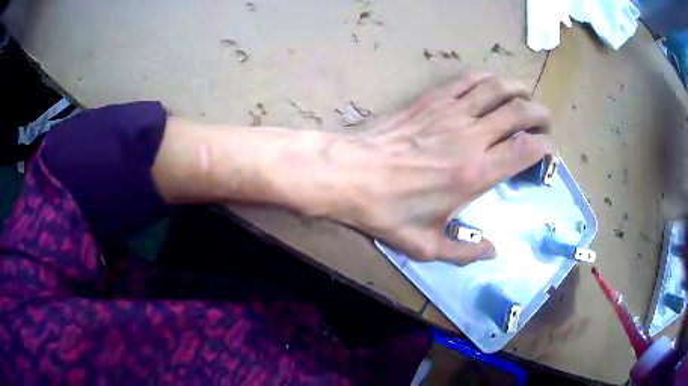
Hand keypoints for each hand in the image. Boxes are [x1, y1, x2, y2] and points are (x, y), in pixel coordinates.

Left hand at [317, 72, 552, 264]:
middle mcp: (471, 136)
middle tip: (545, 121)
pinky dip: (485, 78)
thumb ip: (463, 252)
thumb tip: (493, 250)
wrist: (348, 173)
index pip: (526, 149)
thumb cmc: (386, 211)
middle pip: (519, 113)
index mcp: (476, 173)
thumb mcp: (424, 245)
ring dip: (517, 89)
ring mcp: (451, 112)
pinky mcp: (431, 99)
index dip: (546, 146)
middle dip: (540, 114)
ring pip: (496, 88)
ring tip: (526, 95)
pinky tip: (491, 81)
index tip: (549, 151)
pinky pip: (465, 81)